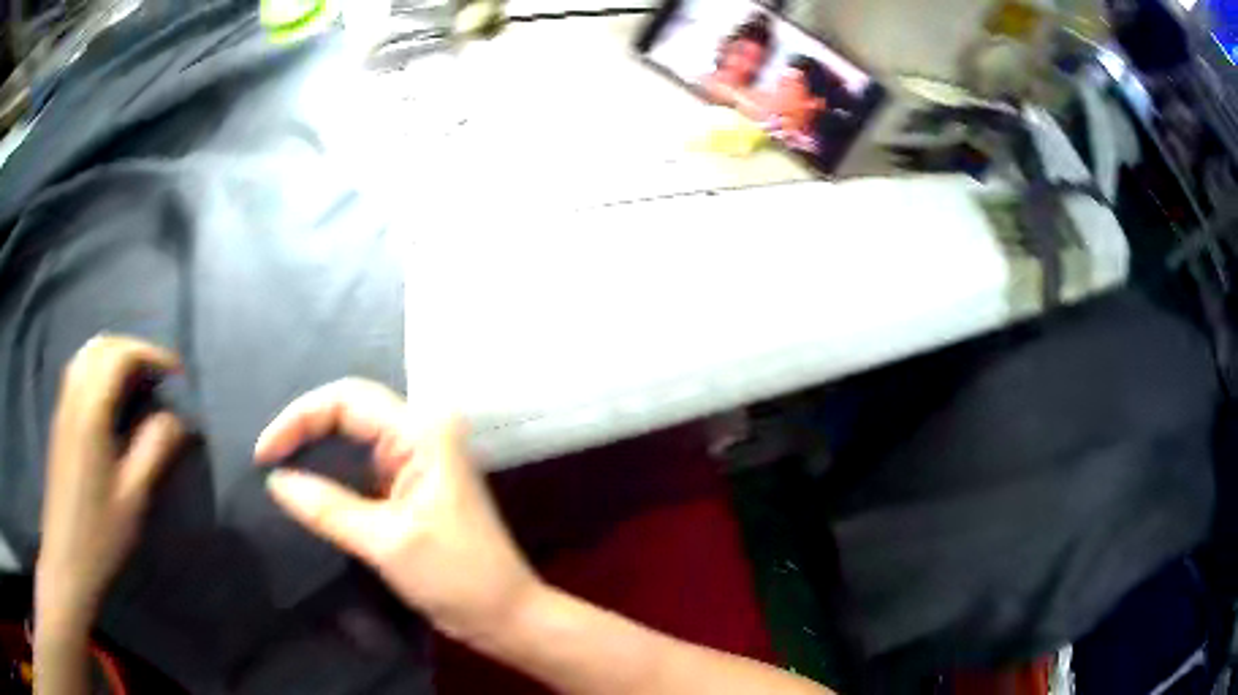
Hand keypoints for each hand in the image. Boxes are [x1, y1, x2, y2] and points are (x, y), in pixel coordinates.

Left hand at [37, 336, 184, 630]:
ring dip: (114, 356)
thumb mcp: (133, 499)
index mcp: (91, 412)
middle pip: (101, 346)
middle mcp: (73, 398)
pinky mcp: (59, 423)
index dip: (151, 354)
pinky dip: (99, 369)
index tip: (177, 375)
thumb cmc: (100, 535)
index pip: (120, 355)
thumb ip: (154, 450)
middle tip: (158, 376)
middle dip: (133, 350)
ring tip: (137, 383)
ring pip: (87, 356)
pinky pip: (78, 373)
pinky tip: (111, 400)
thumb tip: (177, 419)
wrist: (67, 562)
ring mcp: (62, 409)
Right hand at [255, 379, 539, 644]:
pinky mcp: (413, 484)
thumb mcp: (385, 542)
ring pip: (355, 434)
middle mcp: (422, 433)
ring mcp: (419, 458)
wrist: (504, 614)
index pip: (348, 400)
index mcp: (422, 432)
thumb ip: (327, 508)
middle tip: (266, 457)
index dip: (299, 418)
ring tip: (278, 464)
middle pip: (350, 409)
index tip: (264, 454)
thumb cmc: (456, 577)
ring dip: (316, 444)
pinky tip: (309, 483)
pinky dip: (334, 469)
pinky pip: (364, 463)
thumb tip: (275, 481)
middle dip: (305, 426)